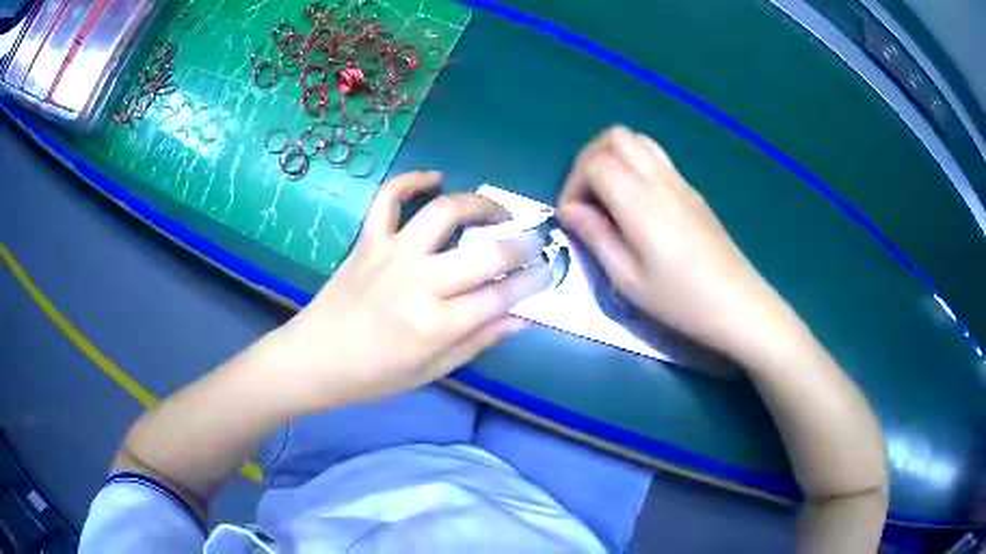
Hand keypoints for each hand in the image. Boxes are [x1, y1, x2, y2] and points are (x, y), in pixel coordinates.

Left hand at [262, 171, 550, 414]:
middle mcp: (417, 283)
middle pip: (485, 253)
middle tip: (534, 240)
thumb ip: (478, 341)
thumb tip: (521, 317)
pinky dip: (410, 180)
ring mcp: (390, 255)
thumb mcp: (431, 371)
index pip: (501, 296)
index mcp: (435, 325)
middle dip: (521, 244)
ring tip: (495, 211)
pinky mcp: (367, 240)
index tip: (549, 270)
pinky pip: (388, 198)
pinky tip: (434, 177)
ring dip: (478, 204)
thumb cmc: (374, 376)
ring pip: (443, 212)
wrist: (314, 359)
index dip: (533, 280)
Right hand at [557, 126, 785, 355]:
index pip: (596, 163)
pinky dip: (634, 163)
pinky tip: (635, 200)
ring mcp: (680, 182)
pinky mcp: (692, 190)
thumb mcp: (629, 280)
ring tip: (608, 194)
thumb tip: (568, 210)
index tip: (572, 216)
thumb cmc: (682, 301)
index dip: (573, 183)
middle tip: (586, 198)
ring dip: (613, 156)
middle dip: (589, 159)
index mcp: (641, 205)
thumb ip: (596, 237)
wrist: (738, 304)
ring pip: (637, 140)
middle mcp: (660, 182)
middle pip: (615, 137)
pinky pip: (656, 156)